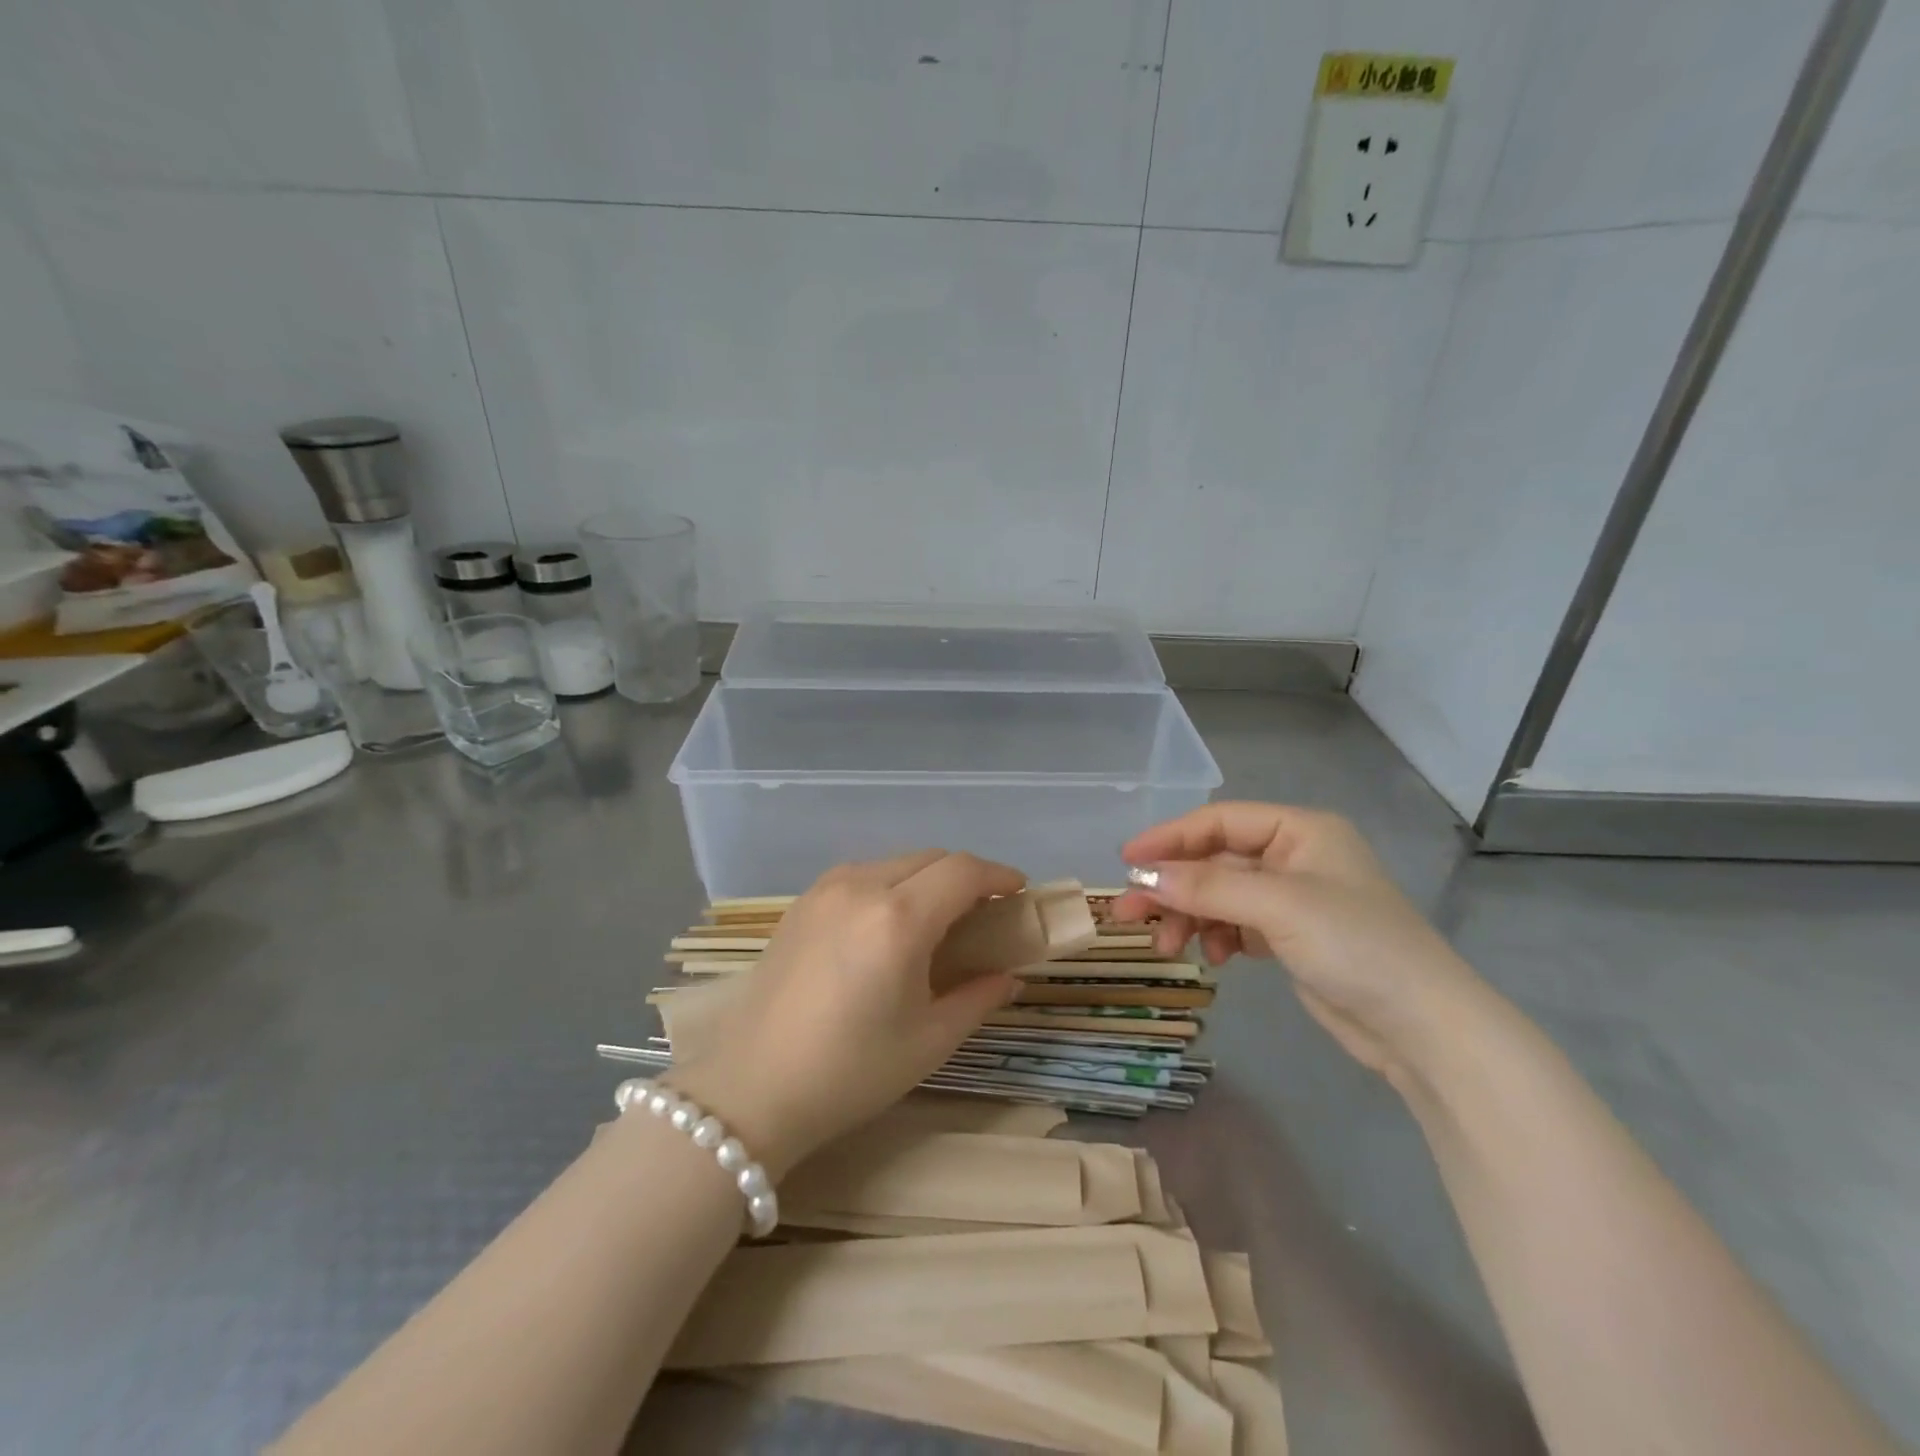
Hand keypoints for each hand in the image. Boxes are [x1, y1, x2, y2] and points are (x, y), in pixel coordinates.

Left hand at [667, 850, 1024, 1176]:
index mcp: (898, 919)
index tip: (1018, 893)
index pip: (963, 871)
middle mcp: (861, 887)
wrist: (751, 1090)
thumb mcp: (928, 1041)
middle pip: (931, 858)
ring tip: (938, 918)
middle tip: (984, 911)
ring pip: (894, 863)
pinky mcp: (801, 903)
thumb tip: (1009, 976)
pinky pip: (861, 876)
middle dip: (966, 876)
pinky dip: (890, 885)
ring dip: (926, 878)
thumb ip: (978, 998)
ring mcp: (825, 890)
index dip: (998, 875)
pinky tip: (889, 924)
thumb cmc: (850, 1072)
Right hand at [1110, 803, 1489, 1086]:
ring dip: (1190, 917)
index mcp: (1300, 830)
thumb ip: (1206, 887)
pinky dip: (1217, 936)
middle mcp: (1294, 856)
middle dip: (1173, 888)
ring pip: (1220, 896)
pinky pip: (1236, 924)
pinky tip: (1215, 959)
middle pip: (1215, 861)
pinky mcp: (1291, 937)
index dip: (1170, 838)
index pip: (1219, 821)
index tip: (1126, 862)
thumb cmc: (1356, 946)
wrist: (1424, 1029)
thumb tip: (1141, 877)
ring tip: (1169, 949)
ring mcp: (1293, 898)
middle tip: (1129, 914)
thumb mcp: (1278, 907)